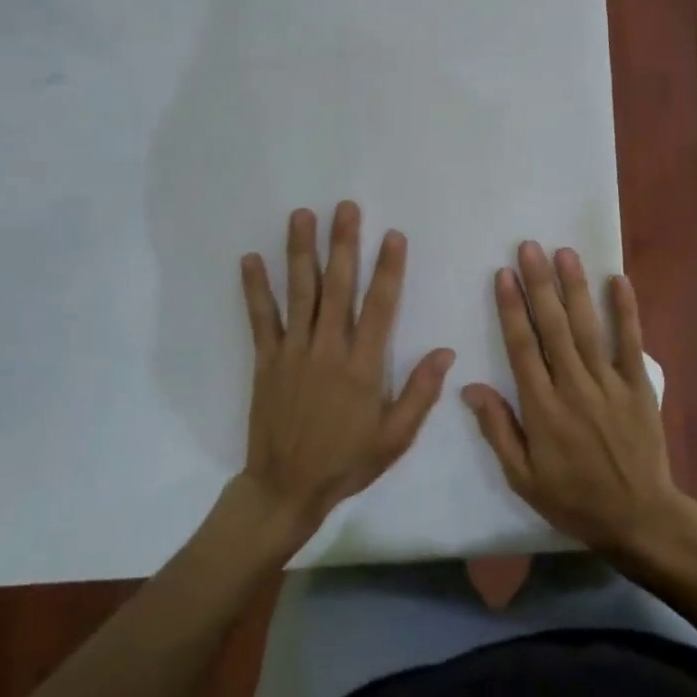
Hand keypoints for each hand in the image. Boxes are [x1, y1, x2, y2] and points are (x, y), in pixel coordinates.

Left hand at [239, 202, 454, 541]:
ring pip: (300, 293)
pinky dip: (255, 289)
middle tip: (346, 208)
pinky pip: (261, 319)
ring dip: (301, 252)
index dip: (388, 269)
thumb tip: (445, 351)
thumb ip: (420, 392)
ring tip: (302, 215)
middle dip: (343, 244)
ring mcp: (293, 352)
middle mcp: (328, 350)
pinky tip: (250, 259)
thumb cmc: (347, 462)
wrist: (286, 488)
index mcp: (363, 367)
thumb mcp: (395, 437)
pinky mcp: (266, 361)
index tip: (392, 235)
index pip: (380, 307)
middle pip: (338, 287)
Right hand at [462, 242, 692, 556]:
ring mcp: (609, 384)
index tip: (502, 275)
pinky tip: (618, 280)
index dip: (511, 308)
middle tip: (528, 247)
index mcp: (542, 408)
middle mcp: (574, 387)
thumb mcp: (523, 478)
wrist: (638, 518)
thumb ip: (498, 430)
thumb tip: (471, 387)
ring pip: (588, 327)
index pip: (522, 347)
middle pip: (553, 327)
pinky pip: (631, 343)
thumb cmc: (574, 499)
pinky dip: (626, 311)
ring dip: (575, 288)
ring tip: (564, 253)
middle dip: (539, 284)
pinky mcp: (638, 386)